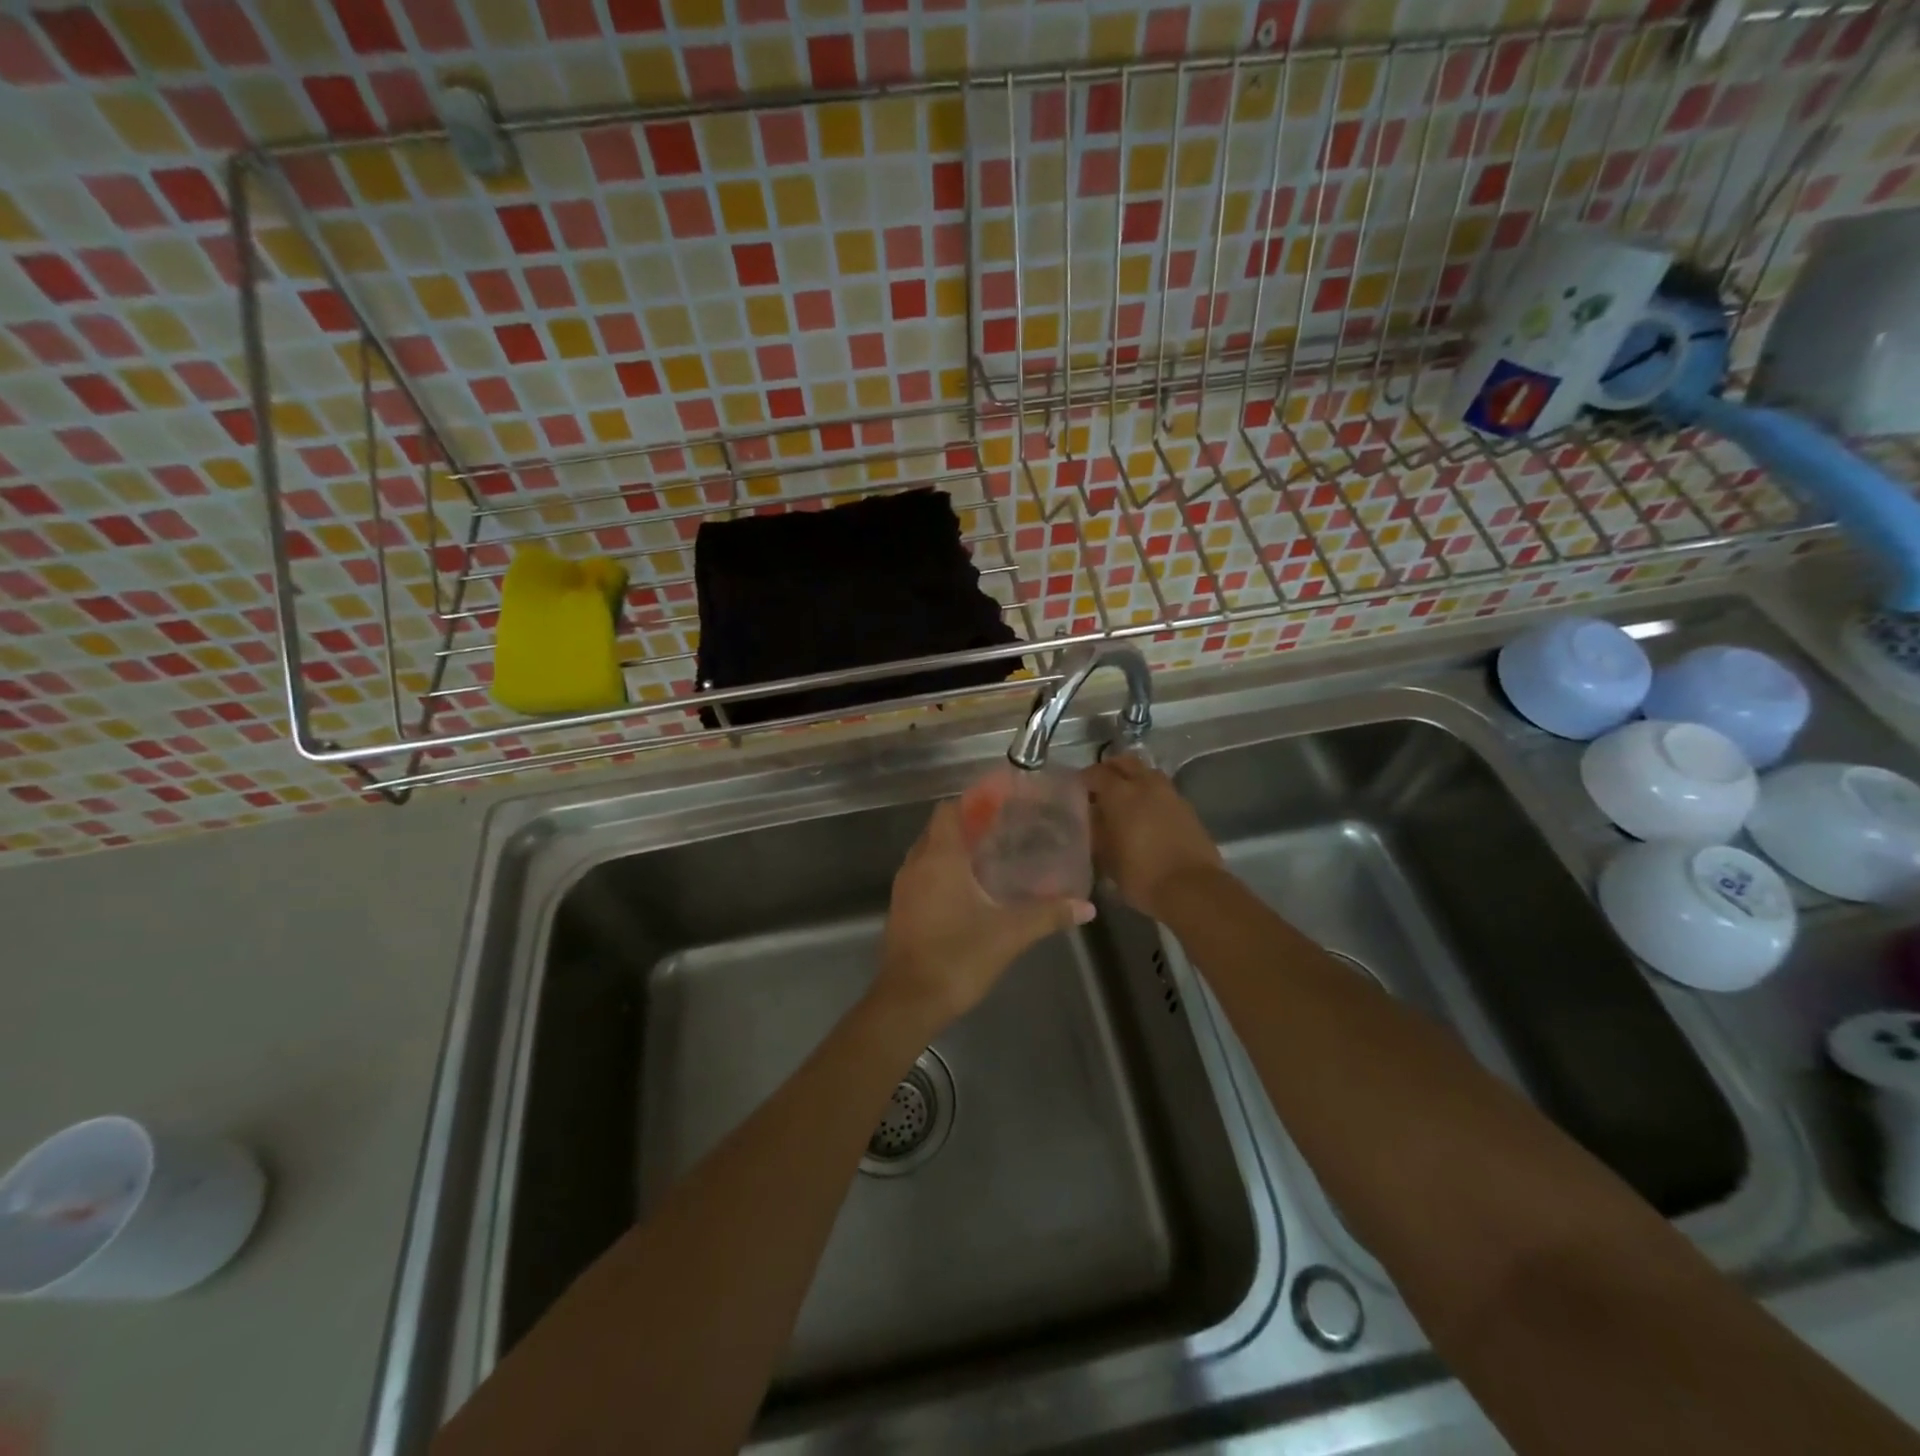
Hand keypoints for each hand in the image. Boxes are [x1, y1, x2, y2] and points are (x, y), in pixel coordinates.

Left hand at [875, 800, 1093, 1034]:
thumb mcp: (1010, 934)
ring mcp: (904, 888)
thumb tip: (1086, 907)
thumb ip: (1048, 915)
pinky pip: (923, 875)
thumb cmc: (958, 956)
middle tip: (1003, 827)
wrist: (909, 1001)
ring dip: (954, 848)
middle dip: (967, 823)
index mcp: (939, 858)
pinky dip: (943, 871)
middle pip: (939, 829)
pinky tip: (970, 889)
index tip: (1001, 801)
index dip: (973, 801)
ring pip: (929, 853)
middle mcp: (916, 865)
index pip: (949, 810)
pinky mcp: (901, 910)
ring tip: (990, 854)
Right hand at [1083, 755, 1223, 918]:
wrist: (1192, 888)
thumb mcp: (1106, 857)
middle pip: (1125, 762)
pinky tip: (1146, 814)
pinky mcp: (1188, 808)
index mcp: (1121, 794)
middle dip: (1110, 769)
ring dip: (1134, 778)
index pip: (1096, 773)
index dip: (1084, 779)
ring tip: (1125, 799)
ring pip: (1147, 773)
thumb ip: (1096, 832)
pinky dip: (1151, 795)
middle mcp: (1146, 785)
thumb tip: (1092, 818)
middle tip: (1100, 787)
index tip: (1076, 790)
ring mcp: (1170, 794)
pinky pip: (1163, 791)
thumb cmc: (1141, 875)